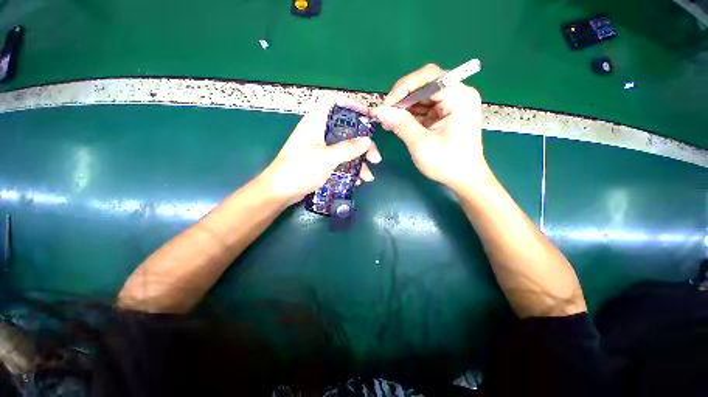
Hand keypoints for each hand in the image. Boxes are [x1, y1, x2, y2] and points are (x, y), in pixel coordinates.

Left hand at [260, 96, 381, 204]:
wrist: (280, 191)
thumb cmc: (299, 170)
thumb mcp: (325, 158)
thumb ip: (347, 149)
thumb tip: (367, 141)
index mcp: (316, 122)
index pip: (333, 101)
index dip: (350, 103)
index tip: (367, 116)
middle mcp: (319, 132)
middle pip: (346, 129)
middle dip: (363, 144)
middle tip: (375, 157)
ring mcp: (320, 148)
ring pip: (345, 148)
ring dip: (358, 161)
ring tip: (368, 176)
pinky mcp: (321, 161)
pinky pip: (340, 161)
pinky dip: (349, 169)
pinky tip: (357, 180)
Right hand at [373, 64, 486, 191]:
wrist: (465, 179)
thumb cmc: (447, 164)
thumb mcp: (421, 145)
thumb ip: (401, 125)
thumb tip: (379, 111)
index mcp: (459, 97)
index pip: (428, 77)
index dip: (403, 87)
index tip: (386, 105)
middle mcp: (458, 95)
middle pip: (424, 85)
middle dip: (402, 99)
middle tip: (385, 115)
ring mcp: (452, 104)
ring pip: (422, 97)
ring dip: (404, 108)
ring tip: (388, 121)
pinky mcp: (446, 114)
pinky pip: (424, 108)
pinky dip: (410, 115)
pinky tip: (398, 124)